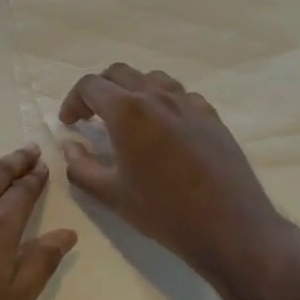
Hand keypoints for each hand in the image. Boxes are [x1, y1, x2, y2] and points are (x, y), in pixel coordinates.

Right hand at [58, 63, 293, 278]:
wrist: (230, 227)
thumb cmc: (164, 211)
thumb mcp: (111, 194)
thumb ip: (80, 166)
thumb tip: (70, 146)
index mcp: (127, 111)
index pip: (89, 86)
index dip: (73, 101)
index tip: (70, 124)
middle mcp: (157, 96)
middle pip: (119, 73)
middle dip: (99, 90)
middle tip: (92, 117)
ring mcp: (188, 103)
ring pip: (152, 78)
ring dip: (132, 91)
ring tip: (127, 118)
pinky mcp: (211, 116)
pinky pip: (181, 95)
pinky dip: (163, 102)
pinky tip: (163, 129)